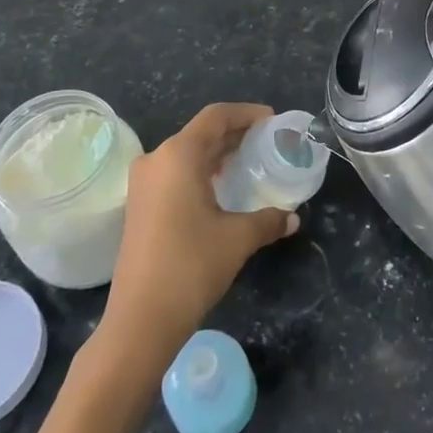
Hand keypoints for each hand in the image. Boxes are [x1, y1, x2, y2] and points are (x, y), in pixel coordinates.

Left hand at [101, 103, 298, 359]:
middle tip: (267, 141)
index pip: (216, 117)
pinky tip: (221, 188)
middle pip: (201, 133)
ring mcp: (143, 183)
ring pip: (186, 153)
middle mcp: (156, 159)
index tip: (273, 121)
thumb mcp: (238, 239)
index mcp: (179, 155)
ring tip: (248, 162)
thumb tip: (293, 218)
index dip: (247, 113)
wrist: (140, 320)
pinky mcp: (139, 205)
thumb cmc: (191, 266)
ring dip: (217, 153)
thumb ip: (269, 220)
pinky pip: (175, 172)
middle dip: (235, 133)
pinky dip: (201, 171)